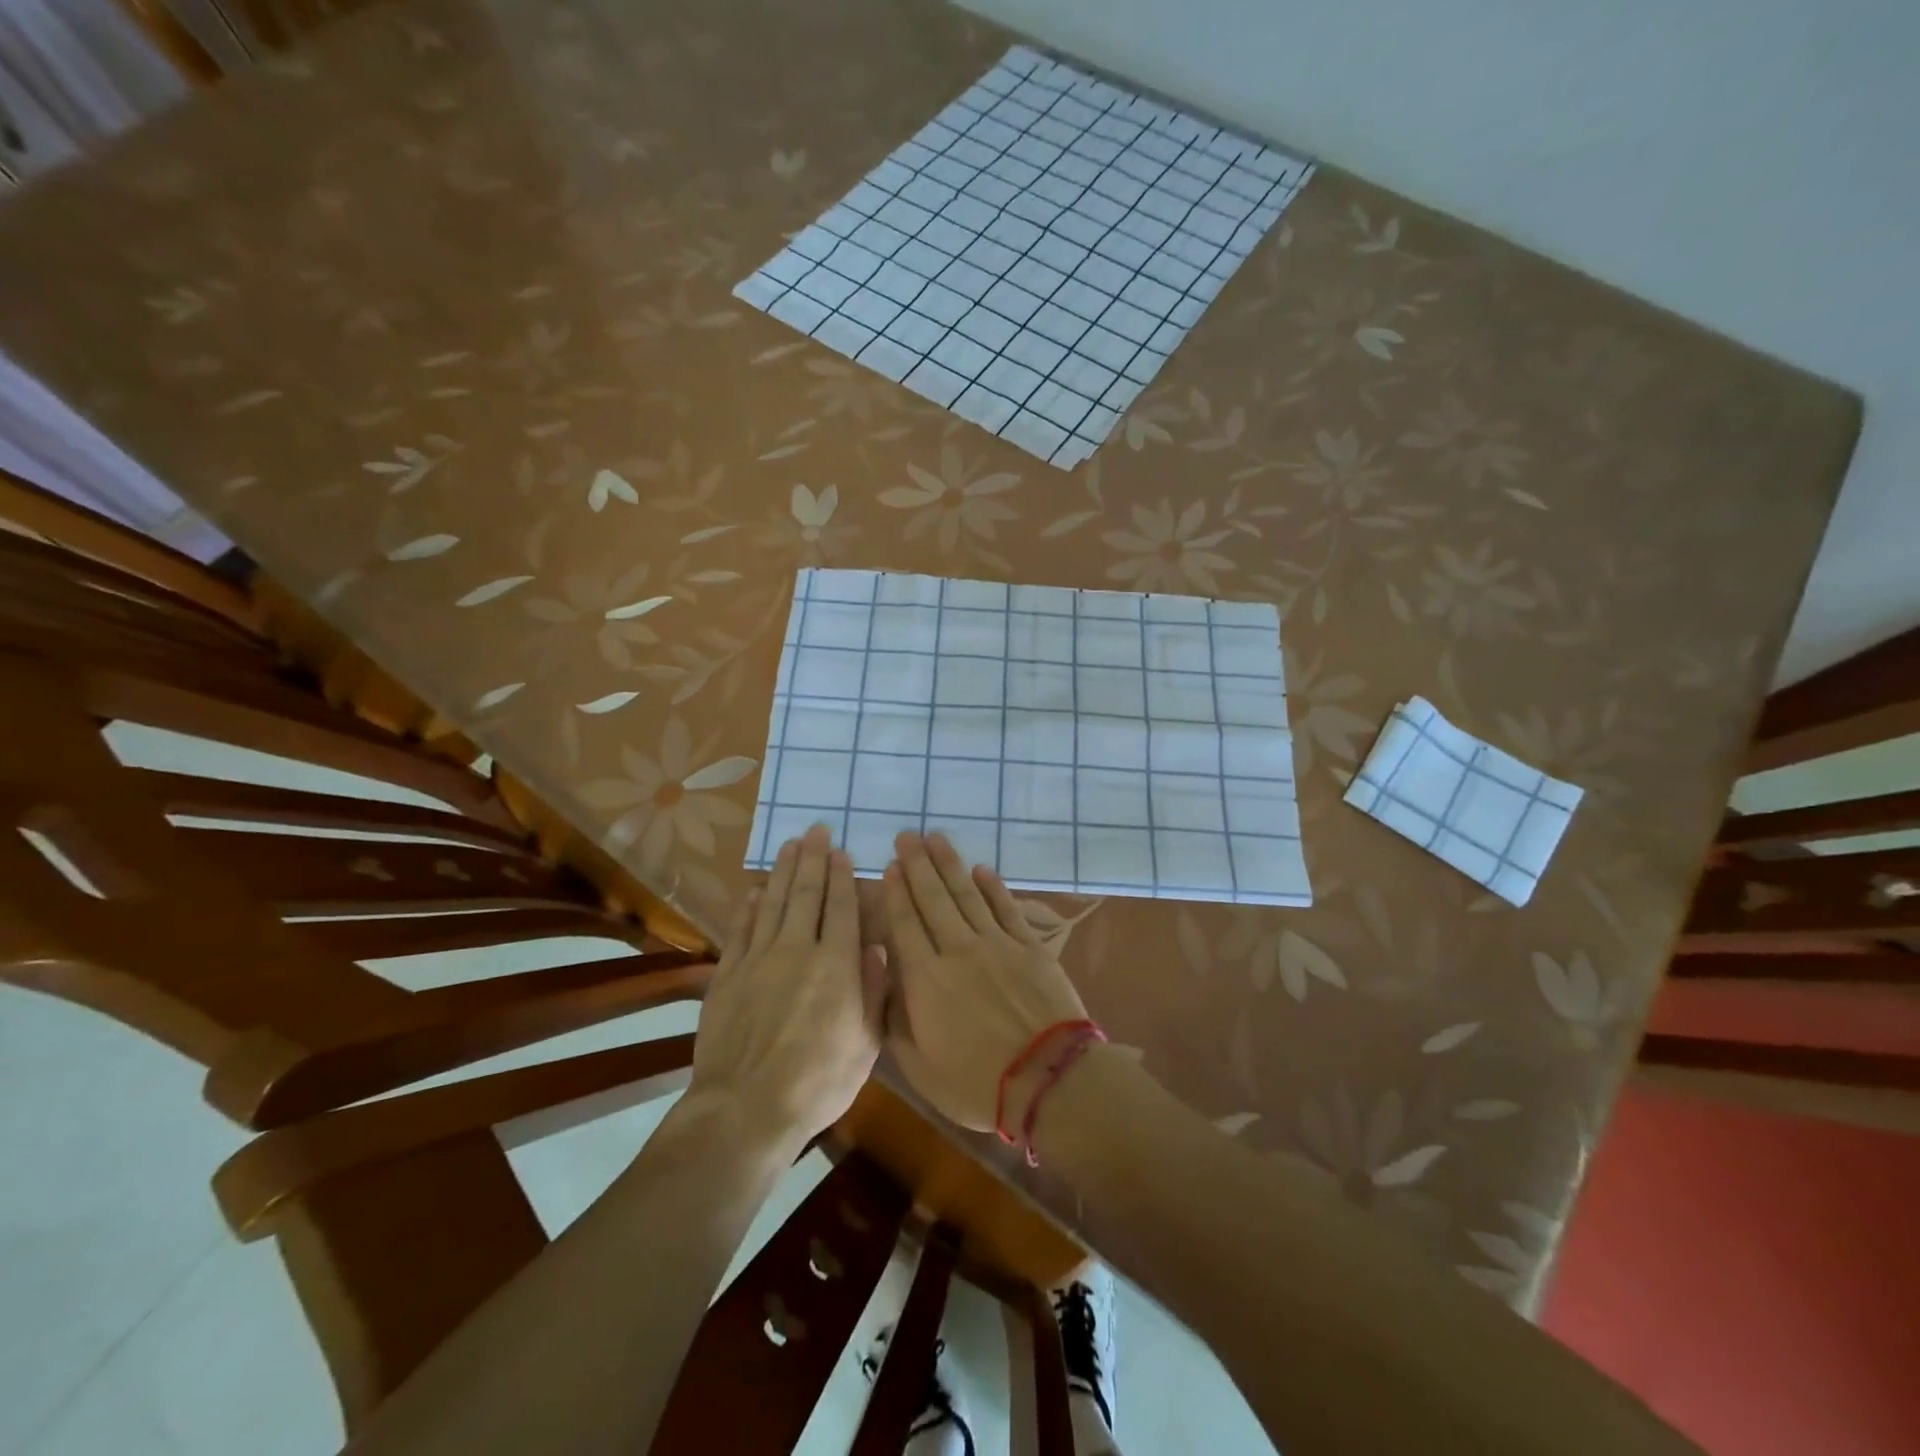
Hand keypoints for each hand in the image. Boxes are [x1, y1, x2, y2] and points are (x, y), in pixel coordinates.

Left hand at [688, 825, 882, 1150]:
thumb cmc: (819, 1081)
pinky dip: (748, 908)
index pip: (841, 908)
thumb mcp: (867, 1043)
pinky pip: (741, 931)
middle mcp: (797, 950)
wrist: (746, 1108)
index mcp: (836, 964)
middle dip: (812, 859)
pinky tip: (754, 892)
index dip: (841, 877)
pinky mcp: (727, 976)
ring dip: (782, 872)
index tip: (841, 851)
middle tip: (814, 830)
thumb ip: (874, 990)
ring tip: (789, 845)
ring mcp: (758, 960)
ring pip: (773, 904)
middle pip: (805, 895)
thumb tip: (875, 946)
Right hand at [882, 831, 1087, 1131]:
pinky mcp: (1028, 946)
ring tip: (936, 838)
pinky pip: (1005, 907)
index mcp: (925, 978)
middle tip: (907, 836)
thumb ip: (895, 1020)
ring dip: (949, 864)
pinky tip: (981, 869)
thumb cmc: (977, 1082)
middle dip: (917, 864)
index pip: (905, 923)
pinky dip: (992, 886)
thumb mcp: (919, 1067)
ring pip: (967, 894)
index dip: (896, 893)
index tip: (889, 866)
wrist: (1048, 1080)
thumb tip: (884, 979)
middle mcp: (958, 949)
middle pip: (933, 898)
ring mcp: (997, 944)